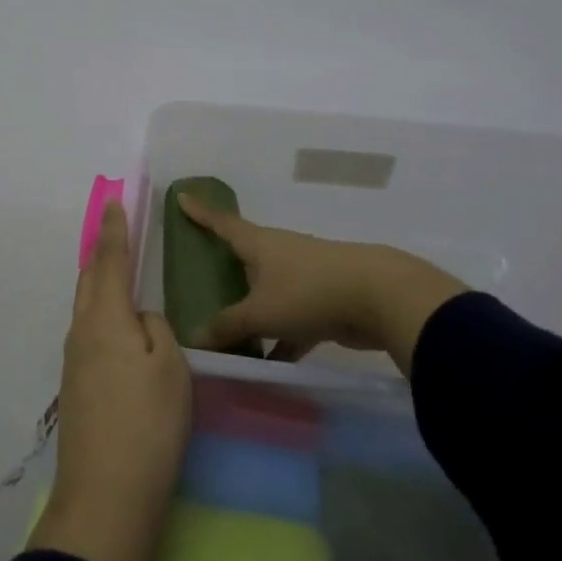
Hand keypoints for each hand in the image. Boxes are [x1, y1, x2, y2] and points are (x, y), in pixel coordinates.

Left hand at [29, 200, 191, 560]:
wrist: (104, 499)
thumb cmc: (147, 424)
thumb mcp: (170, 368)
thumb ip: (157, 330)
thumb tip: (140, 320)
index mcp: (105, 318)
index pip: (109, 261)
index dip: (114, 230)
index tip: (114, 202)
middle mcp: (81, 333)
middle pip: (89, 281)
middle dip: (101, 253)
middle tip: (114, 232)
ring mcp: (74, 364)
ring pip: (86, 309)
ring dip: (99, 284)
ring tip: (117, 275)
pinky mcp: (76, 390)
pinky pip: (89, 334)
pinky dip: (101, 315)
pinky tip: (116, 329)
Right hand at [176, 193, 468, 375]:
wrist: (378, 296)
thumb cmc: (308, 291)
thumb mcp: (261, 311)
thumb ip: (228, 326)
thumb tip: (195, 337)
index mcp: (259, 244)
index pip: (222, 223)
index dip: (201, 212)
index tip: (183, 196)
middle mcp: (279, 254)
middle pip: (245, 256)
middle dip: (226, 264)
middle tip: (201, 271)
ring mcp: (303, 277)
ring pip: (268, 292)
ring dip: (251, 309)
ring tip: (227, 329)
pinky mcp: (323, 303)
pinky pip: (291, 321)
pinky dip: (279, 339)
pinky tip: (267, 364)